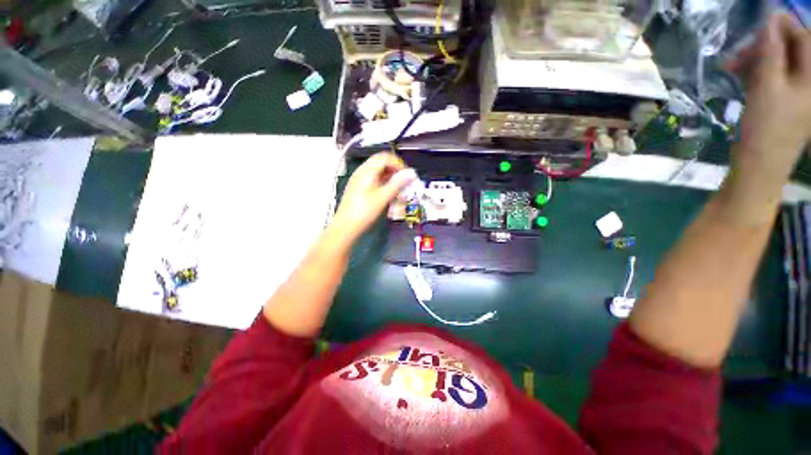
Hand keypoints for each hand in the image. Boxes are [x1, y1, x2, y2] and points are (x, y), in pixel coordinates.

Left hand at [332, 153, 416, 241]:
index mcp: (367, 171)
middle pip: (381, 162)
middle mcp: (362, 171)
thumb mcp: (383, 197)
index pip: (386, 157)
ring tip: (398, 189)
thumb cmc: (364, 212)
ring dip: (389, 176)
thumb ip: (398, 184)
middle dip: (395, 170)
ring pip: (377, 171)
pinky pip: (373, 179)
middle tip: (404, 181)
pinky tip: (387, 193)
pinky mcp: (358, 188)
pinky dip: (383, 182)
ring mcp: (359, 179)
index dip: (399, 164)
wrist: (345, 226)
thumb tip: (411, 174)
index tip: (407, 175)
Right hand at [728, 14, 810, 180]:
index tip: (759, 22)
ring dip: (757, 60)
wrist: (760, 167)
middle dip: (766, 45)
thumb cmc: (766, 128)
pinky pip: (774, 78)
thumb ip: (771, 50)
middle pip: (792, 49)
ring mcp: (798, 93)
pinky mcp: (785, 102)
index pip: (804, 37)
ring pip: (780, 63)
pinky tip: (742, 78)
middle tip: (739, 53)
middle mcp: (810, 81)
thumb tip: (770, 18)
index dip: (783, 25)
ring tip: (733, 68)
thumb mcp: (767, 86)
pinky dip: (758, 73)